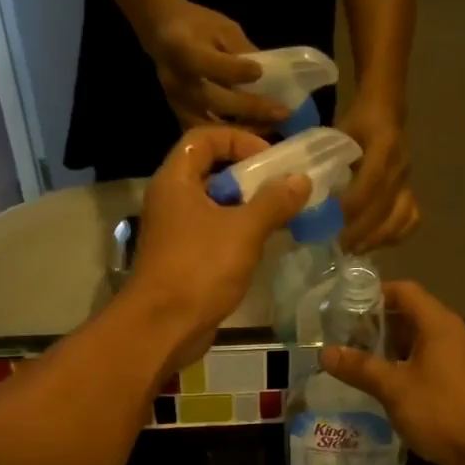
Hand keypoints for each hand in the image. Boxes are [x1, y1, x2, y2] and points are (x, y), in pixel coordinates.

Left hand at [124, 127, 309, 368]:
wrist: (163, 327)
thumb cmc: (200, 269)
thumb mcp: (244, 230)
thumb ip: (274, 202)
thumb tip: (300, 180)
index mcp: (175, 181)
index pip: (203, 138)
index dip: (238, 140)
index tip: (270, 160)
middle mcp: (170, 200)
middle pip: (211, 170)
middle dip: (249, 176)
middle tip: (282, 188)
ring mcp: (175, 231)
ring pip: (214, 204)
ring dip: (247, 206)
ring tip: (281, 215)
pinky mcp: (183, 258)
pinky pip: (214, 232)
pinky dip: (238, 232)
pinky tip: (264, 244)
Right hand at [145, 2, 290, 133]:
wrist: (160, 30)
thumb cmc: (196, 25)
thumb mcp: (223, 28)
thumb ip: (243, 52)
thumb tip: (271, 77)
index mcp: (183, 49)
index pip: (208, 64)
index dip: (235, 70)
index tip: (259, 72)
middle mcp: (178, 80)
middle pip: (214, 100)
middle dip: (251, 108)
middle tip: (282, 113)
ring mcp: (177, 102)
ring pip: (210, 125)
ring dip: (243, 129)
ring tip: (271, 128)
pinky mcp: (179, 116)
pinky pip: (206, 134)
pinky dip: (229, 139)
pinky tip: (252, 137)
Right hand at [318, 280, 464, 464]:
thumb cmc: (440, 411)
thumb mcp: (394, 388)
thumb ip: (360, 368)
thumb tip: (325, 353)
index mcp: (438, 324)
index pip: (404, 291)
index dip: (374, 293)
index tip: (345, 306)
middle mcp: (450, 333)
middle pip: (409, 313)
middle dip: (376, 322)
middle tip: (343, 335)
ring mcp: (457, 357)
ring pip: (417, 339)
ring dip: (388, 345)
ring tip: (355, 357)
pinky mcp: (458, 379)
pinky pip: (425, 359)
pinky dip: (402, 363)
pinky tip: (381, 381)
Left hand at [335, 98, 418, 253]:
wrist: (386, 111)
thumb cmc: (355, 124)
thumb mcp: (336, 133)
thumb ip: (320, 158)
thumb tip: (294, 189)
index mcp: (383, 145)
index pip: (372, 182)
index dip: (353, 205)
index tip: (333, 222)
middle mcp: (400, 166)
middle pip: (385, 206)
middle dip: (361, 230)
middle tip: (338, 246)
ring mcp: (408, 181)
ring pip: (401, 217)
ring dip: (377, 238)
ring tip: (354, 249)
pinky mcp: (410, 191)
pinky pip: (411, 219)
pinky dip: (395, 235)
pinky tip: (374, 244)